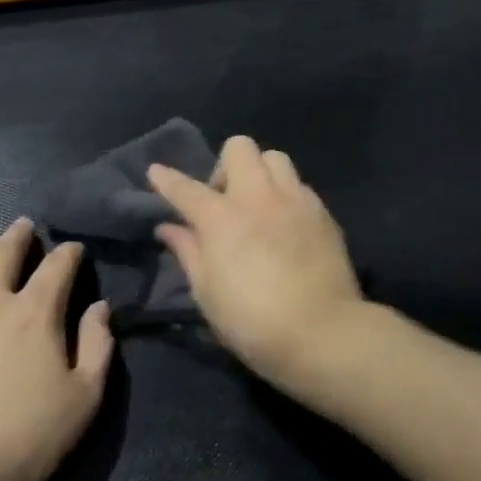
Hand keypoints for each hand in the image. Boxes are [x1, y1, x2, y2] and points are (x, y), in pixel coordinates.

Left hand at [0, 219, 113, 480]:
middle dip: (18, 237)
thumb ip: (98, 346)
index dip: (69, 253)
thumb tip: (99, 308)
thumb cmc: (26, 439)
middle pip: (4, 255)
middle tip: (23, 226)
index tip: (73, 249)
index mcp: (35, 312)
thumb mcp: (85, 397)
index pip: (57, 267)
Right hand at [148, 136, 365, 387]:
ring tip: (258, 206)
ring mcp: (296, 201)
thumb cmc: (252, 321)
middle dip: (225, 166)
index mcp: (222, 218)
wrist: (322, 332)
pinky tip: (285, 224)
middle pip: (240, 148)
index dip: (167, 179)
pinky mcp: (323, 213)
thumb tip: (169, 227)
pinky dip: (286, 196)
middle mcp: (259, 197)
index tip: (156, 172)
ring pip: (275, 158)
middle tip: (223, 201)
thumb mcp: (207, 293)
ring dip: (260, 173)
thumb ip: (187, 252)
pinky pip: (300, 186)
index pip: (187, 189)